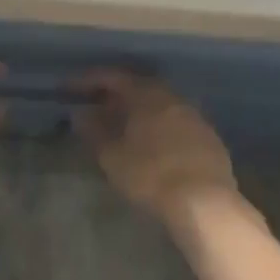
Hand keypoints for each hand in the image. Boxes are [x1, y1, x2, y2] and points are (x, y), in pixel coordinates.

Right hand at [74, 71, 237, 223]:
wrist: (204, 202)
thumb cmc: (150, 174)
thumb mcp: (112, 156)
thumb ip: (94, 130)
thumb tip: (81, 113)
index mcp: (146, 95)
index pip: (113, 77)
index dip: (89, 80)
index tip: (70, 88)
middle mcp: (172, 97)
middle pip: (139, 86)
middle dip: (115, 94)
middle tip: (96, 105)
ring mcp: (194, 116)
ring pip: (160, 104)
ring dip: (139, 110)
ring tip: (121, 125)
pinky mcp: (209, 138)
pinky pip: (176, 121)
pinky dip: (158, 125)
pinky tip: (151, 143)